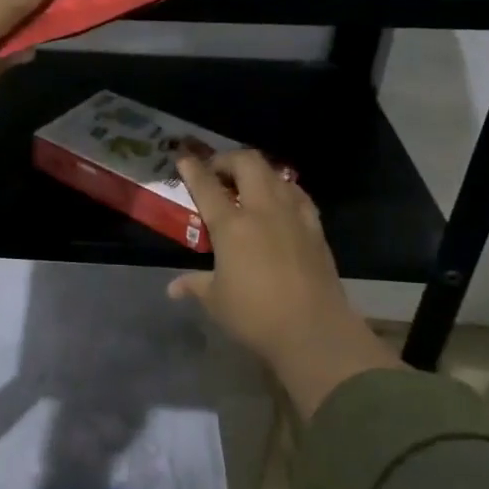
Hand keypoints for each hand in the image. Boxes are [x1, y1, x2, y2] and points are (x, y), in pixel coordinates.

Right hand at [167, 151, 399, 418]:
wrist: (314, 330)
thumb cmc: (255, 315)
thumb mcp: (216, 300)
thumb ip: (195, 285)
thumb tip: (173, 289)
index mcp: (231, 225)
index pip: (207, 185)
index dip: (192, 168)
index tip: (183, 158)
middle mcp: (262, 210)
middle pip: (247, 163)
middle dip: (228, 159)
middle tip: (216, 172)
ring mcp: (293, 215)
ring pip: (275, 174)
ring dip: (256, 172)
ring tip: (245, 185)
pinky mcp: (315, 228)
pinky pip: (297, 194)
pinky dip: (282, 189)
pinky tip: (279, 201)